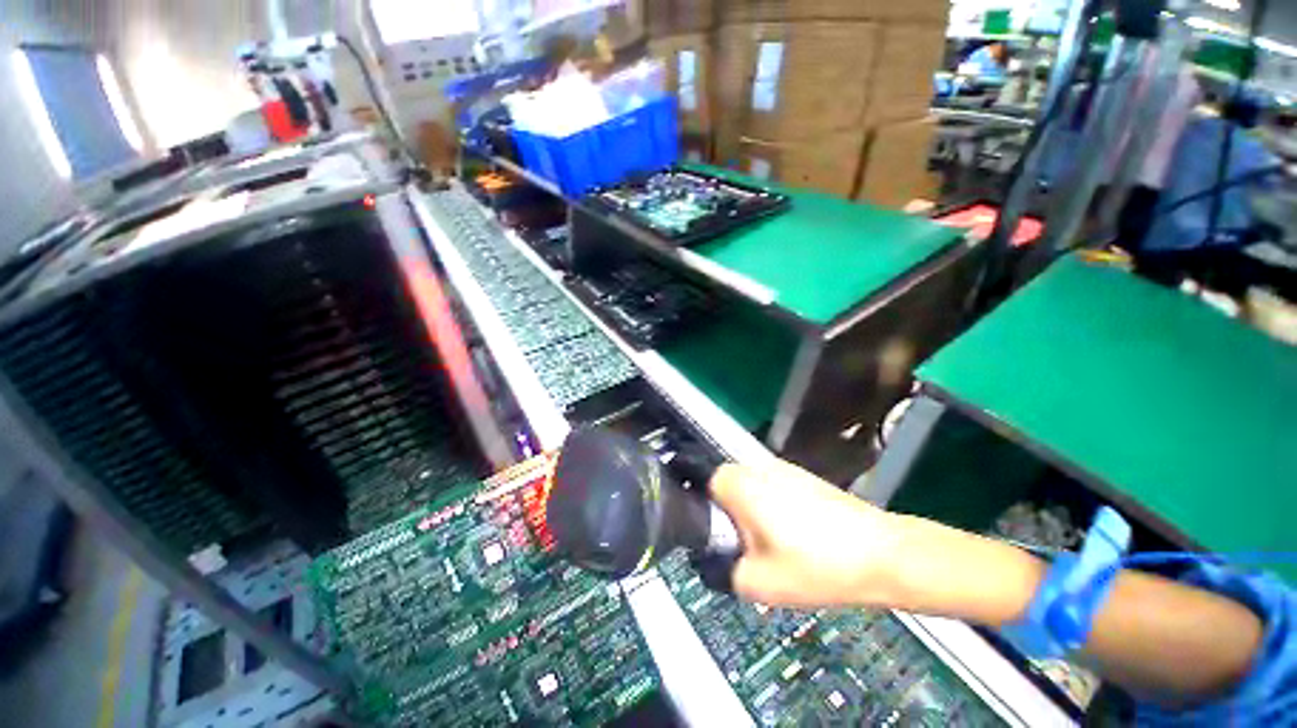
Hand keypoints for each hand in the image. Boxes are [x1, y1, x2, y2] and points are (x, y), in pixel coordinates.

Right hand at [709, 460, 900, 608]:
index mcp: (742, 484)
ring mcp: (784, 469)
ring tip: (772, 544)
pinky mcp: (804, 477)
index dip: (705, 510)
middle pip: (726, 484)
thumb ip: (723, 572)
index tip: (718, 536)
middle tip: (744, 545)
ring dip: (751, 510)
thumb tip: (712, 563)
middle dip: (728, 513)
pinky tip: (795, 535)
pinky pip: (772, 487)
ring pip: (750, 487)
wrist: (883, 555)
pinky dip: (772, 507)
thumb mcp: (759, 583)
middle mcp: (758, 467)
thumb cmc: (817, 566)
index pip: (704, 482)